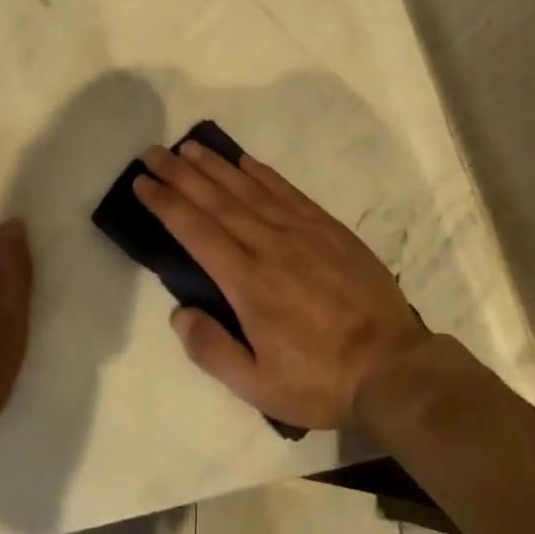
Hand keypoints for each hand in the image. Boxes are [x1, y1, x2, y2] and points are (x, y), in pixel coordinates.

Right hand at [133, 142, 430, 429]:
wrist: (392, 366)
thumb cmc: (320, 379)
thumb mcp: (258, 386)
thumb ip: (212, 349)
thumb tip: (178, 312)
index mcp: (247, 282)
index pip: (195, 231)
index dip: (165, 204)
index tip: (142, 183)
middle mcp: (268, 245)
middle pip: (216, 200)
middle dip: (180, 174)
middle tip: (154, 153)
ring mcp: (300, 231)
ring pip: (248, 189)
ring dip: (215, 166)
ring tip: (189, 147)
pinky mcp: (327, 228)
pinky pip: (287, 191)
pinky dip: (262, 173)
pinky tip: (244, 161)